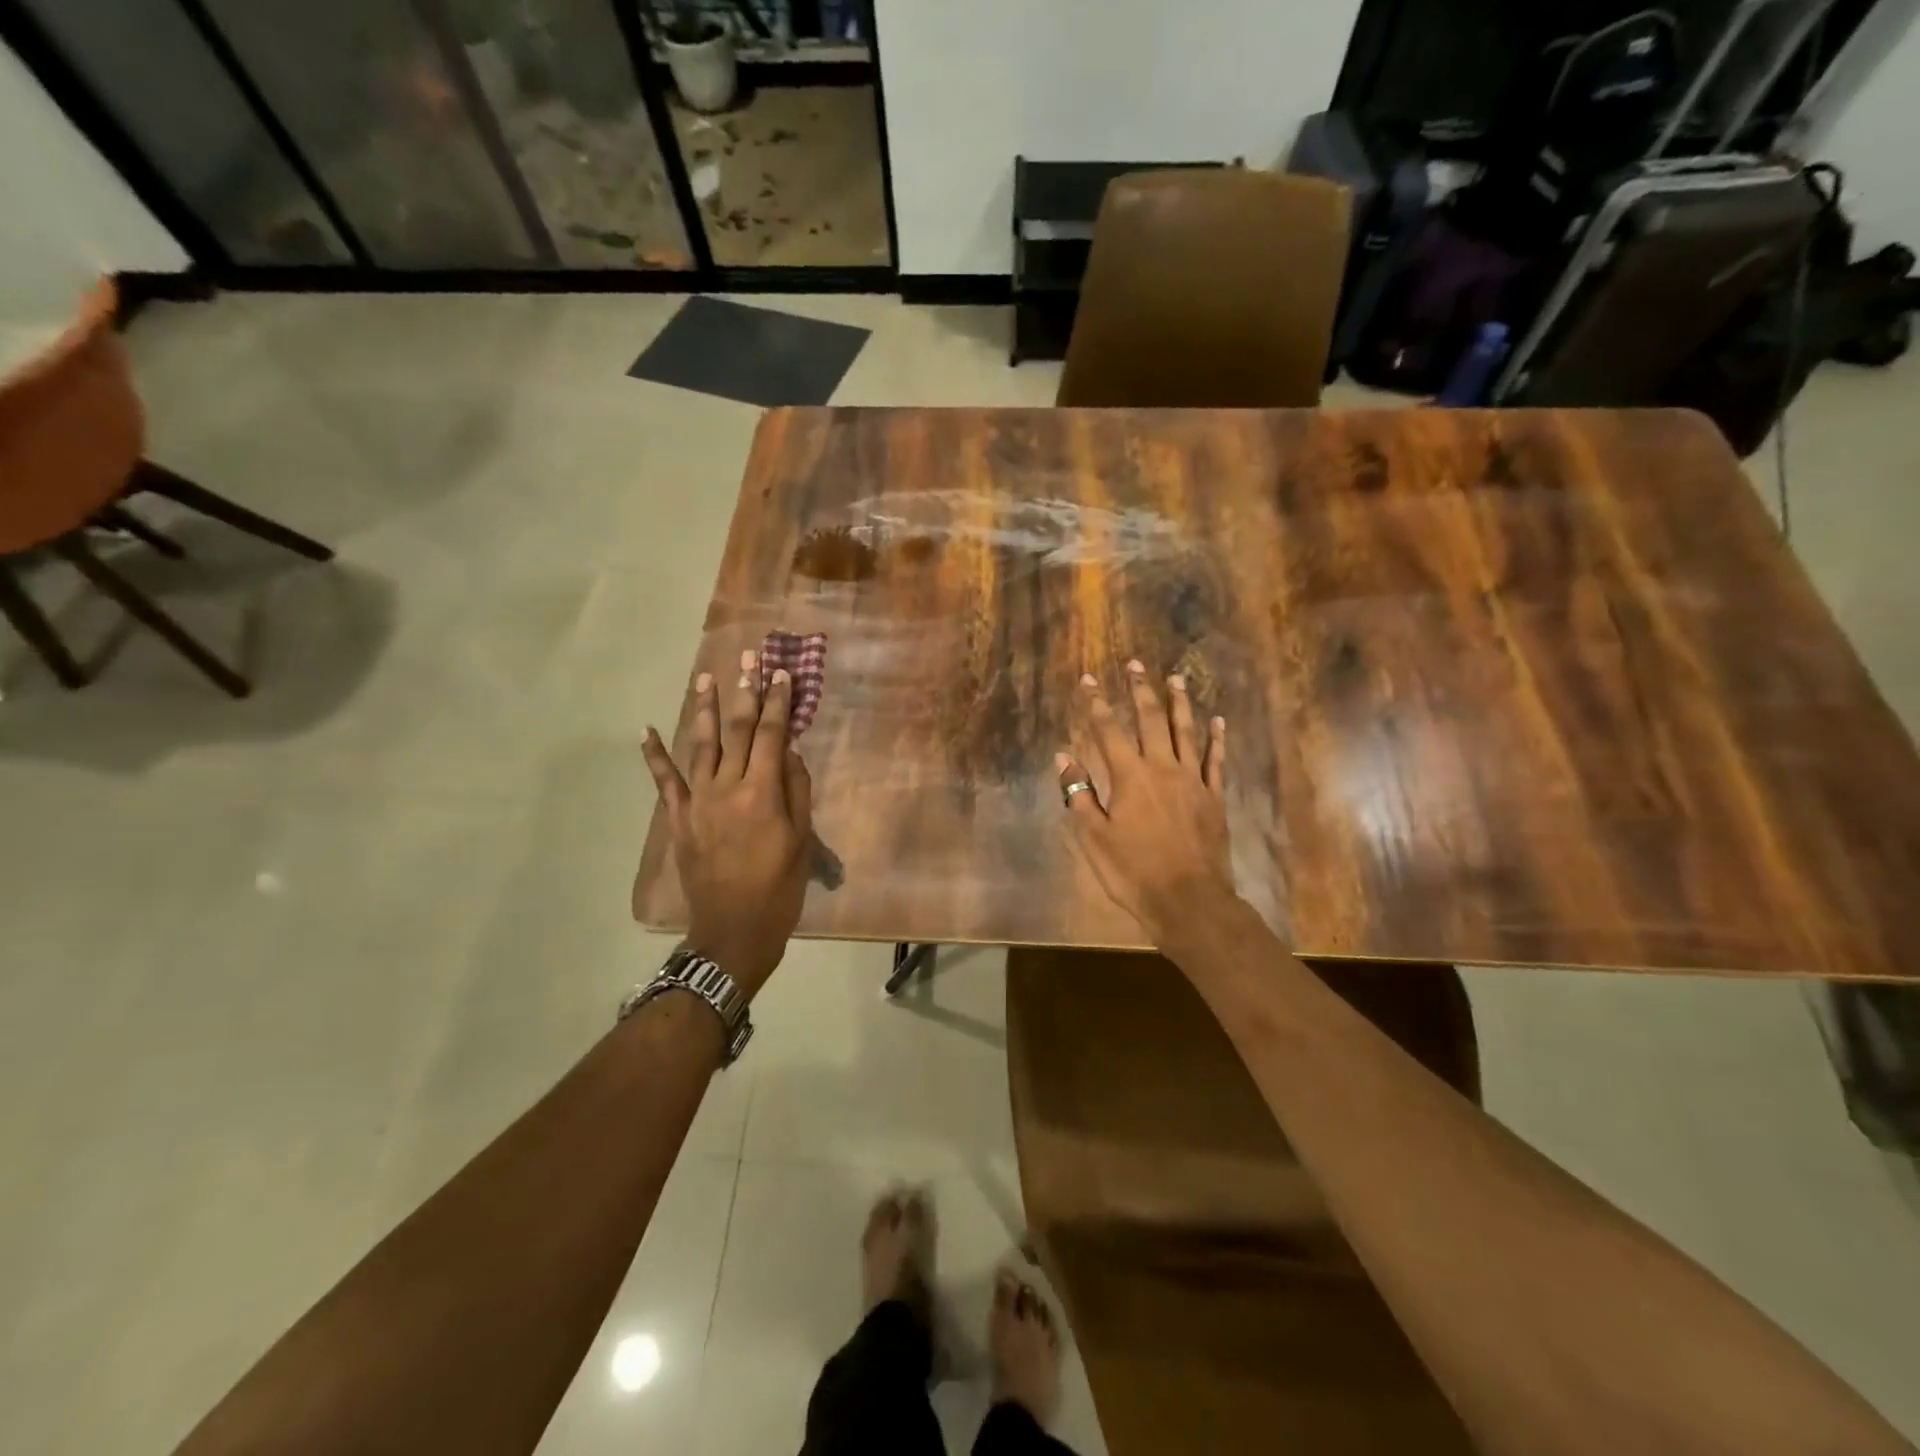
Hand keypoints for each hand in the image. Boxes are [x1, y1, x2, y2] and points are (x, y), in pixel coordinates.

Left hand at [642, 648, 812, 997]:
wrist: (734, 931)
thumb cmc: (779, 887)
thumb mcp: (802, 840)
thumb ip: (795, 790)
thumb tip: (787, 750)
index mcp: (762, 793)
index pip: (771, 735)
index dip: (778, 702)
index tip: (782, 673)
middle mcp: (727, 788)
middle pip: (737, 731)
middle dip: (745, 692)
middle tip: (748, 657)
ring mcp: (698, 802)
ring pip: (701, 745)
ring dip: (704, 709)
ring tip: (705, 677)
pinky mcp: (680, 819)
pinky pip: (665, 781)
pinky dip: (655, 754)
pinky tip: (648, 729)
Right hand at [1056, 660, 1232, 942]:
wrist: (1189, 901)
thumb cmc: (1133, 872)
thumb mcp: (1094, 837)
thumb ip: (1079, 794)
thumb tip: (1063, 757)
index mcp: (1129, 776)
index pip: (1108, 730)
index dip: (1096, 703)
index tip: (1089, 679)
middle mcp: (1162, 768)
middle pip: (1150, 720)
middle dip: (1140, 690)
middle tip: (1136, 664)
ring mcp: (1193, 781)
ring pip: (1185, 732)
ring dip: (1179, 703)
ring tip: (1176, 678)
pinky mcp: (1214, 797)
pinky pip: (1215, 760)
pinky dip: (1215, 739)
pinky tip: (1217, 721)